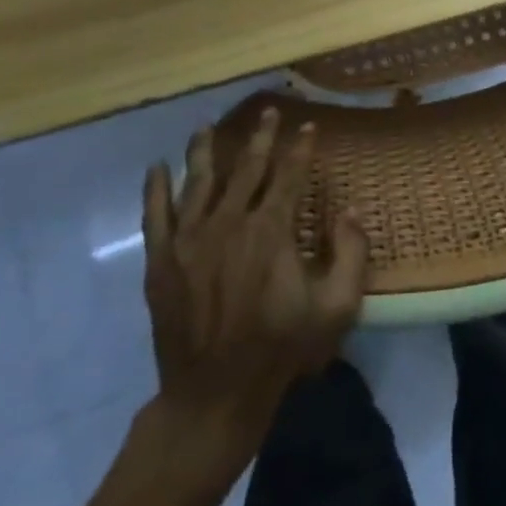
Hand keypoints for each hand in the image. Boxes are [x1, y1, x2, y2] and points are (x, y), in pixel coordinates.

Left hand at [140, 110, 367, 476]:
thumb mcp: (336, 307)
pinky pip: (155, 215)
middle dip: (260, 137)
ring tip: (207, 126)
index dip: (301, 149)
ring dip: (205, 151)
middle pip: (247, 169)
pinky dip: (156, 189)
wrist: (214, 394)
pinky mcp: (161, 262)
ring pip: (199, 182)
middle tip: (267, 111)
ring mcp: (189, 241)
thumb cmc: (281, 349)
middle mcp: (229, 223)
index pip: (289, 176)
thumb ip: (350, 254)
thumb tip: (349, 210)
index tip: (309, 127)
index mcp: (271, 231)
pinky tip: (156, 168)